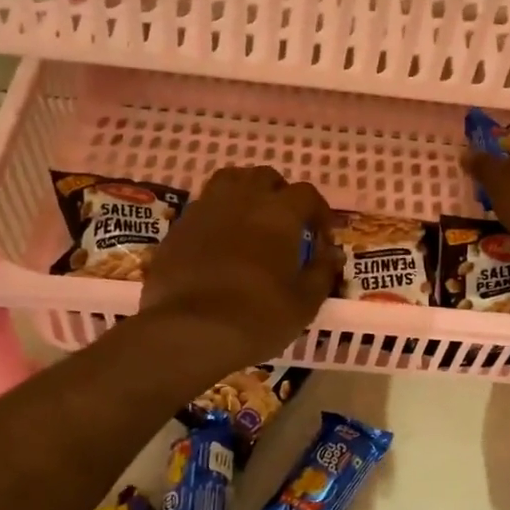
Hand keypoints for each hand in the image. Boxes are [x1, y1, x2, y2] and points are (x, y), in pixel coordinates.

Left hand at [139, 166, 340, 373]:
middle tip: (285, 224)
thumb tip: (332, 254)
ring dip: (245, 193)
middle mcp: (242, 200)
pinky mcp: (177, 229)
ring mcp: (205, 210)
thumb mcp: (304, 303)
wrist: (189, 332)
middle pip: (265, 177)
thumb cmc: (257, 317)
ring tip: (250, 221)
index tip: (322, 237)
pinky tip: (218, 243)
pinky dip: (216, 216)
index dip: (318, 211)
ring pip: (228, 181)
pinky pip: (202, 208)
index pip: (306, 194)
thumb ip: (322, 272)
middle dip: (280, 194)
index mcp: (279, 213)